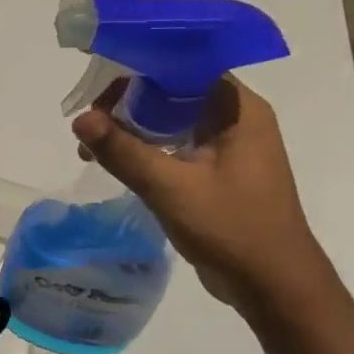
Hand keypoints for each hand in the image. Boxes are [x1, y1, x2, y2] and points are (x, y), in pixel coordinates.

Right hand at [73, 77, 332, 310]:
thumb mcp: (170, 188)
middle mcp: (236, 118)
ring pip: (170, 118)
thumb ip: (124, 151)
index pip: (184, 66)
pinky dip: (144, 147)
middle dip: (127, 101)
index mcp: (238, 109)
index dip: (139, 68)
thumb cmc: (232, 229)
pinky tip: (115, 162)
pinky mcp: (217, 170)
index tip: (99, 86)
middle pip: (173, 90)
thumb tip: (79, 119)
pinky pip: (174, 143)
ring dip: (131, 126)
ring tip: (92, 145)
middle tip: (89, 120)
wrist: (274, 287)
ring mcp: (227, 145)